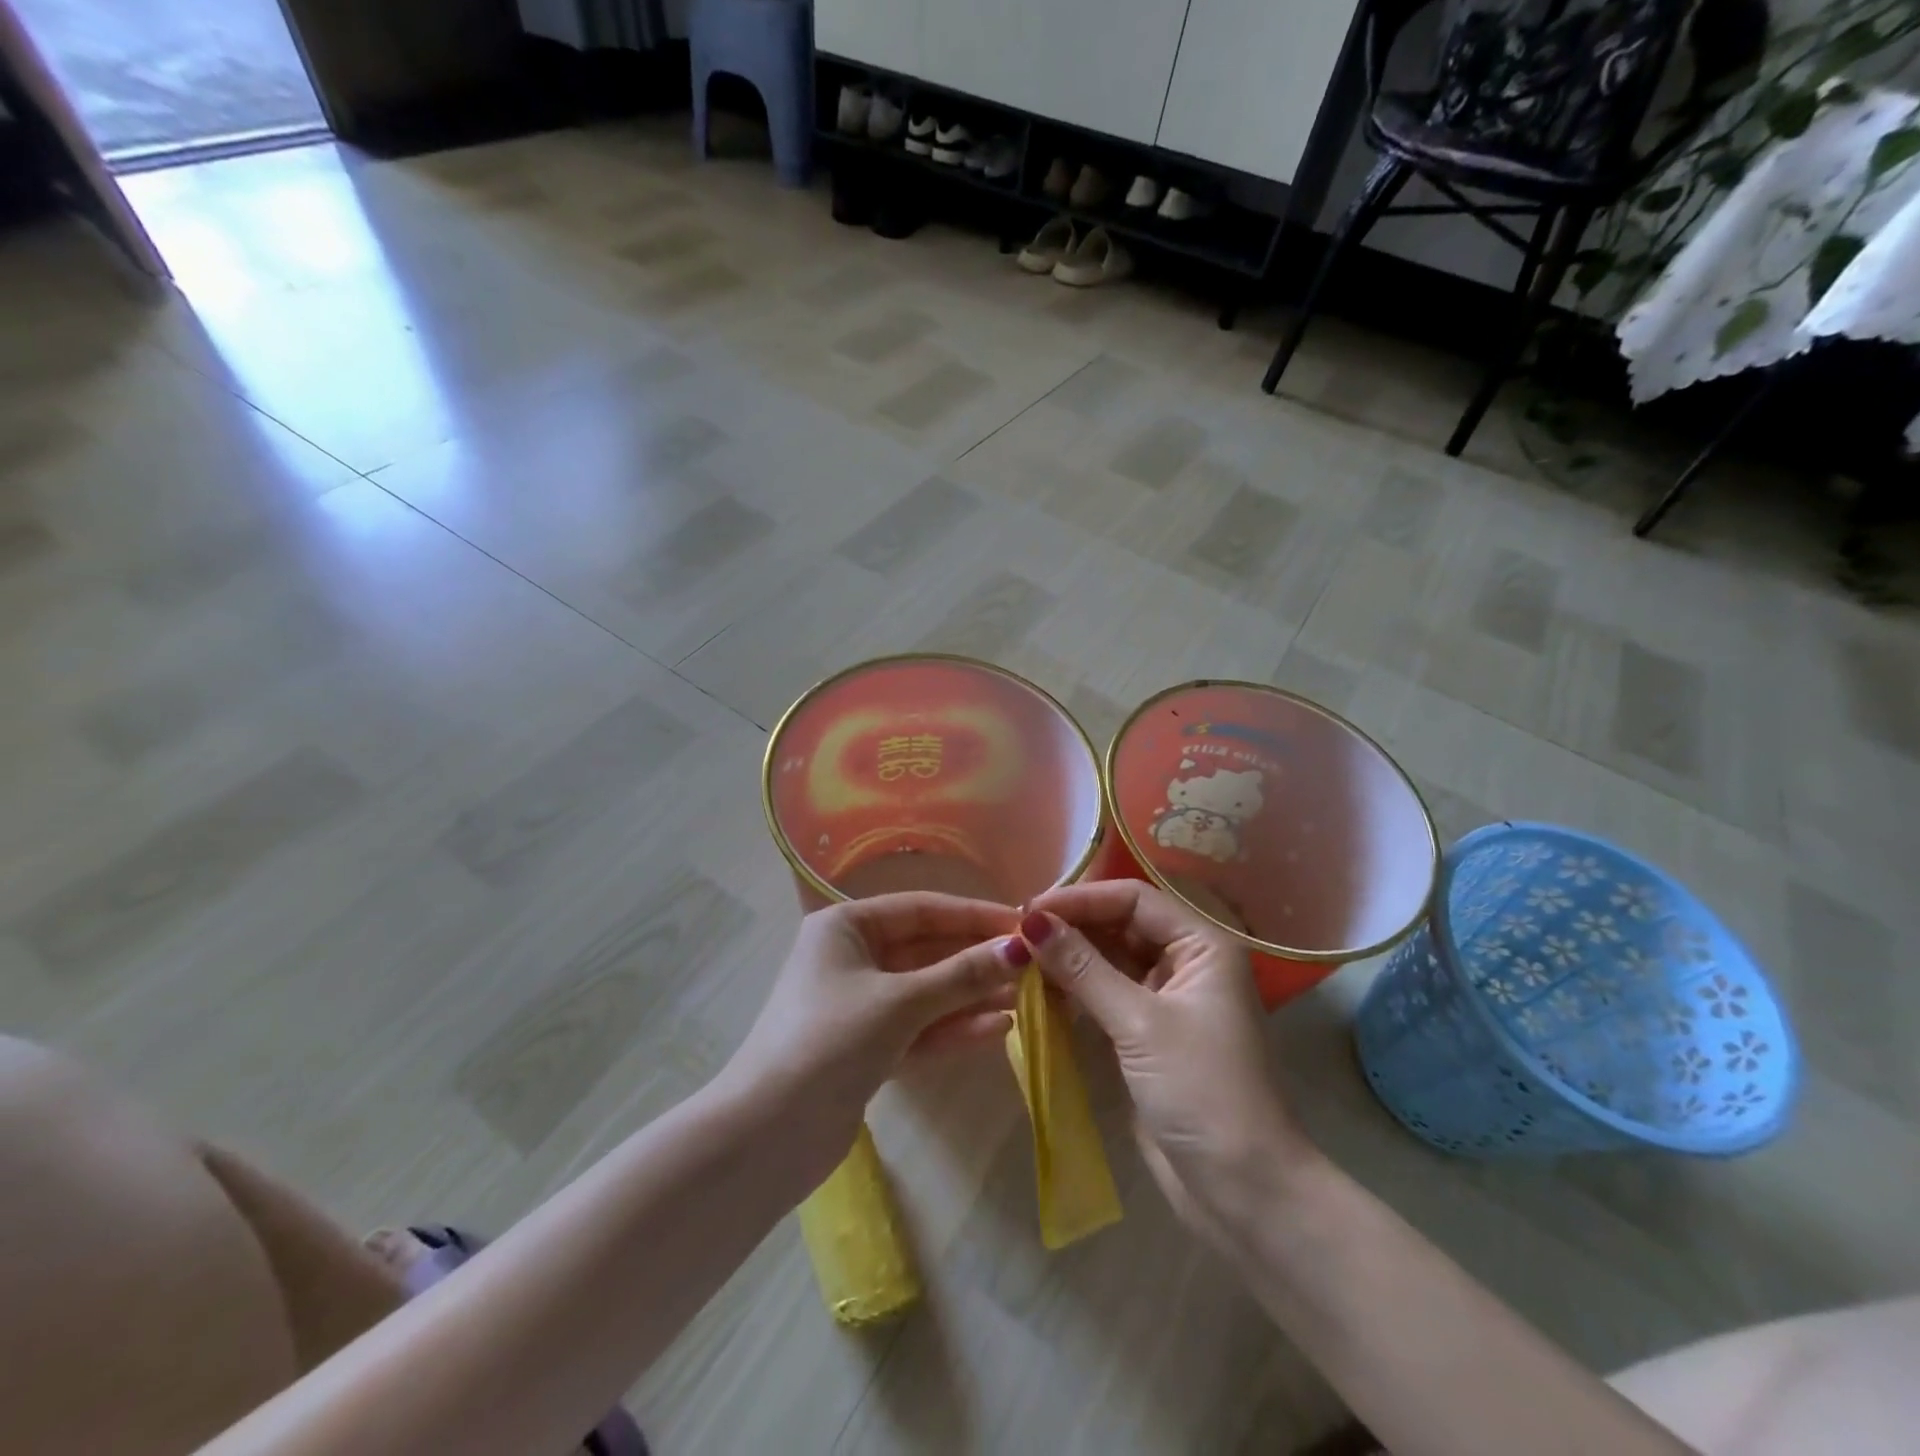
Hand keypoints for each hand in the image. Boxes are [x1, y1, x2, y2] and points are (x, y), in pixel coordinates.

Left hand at [723, 893, 1024, 1171]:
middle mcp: (851, 958)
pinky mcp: (866, 1048)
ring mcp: (858, 1005)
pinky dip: (953, 1028)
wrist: (765, 1137)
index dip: (973, 916)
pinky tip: (998, 1028)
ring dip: (970, 995)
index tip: (1023, 924)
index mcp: (845, 927)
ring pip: (926, 992)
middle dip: (976, 959)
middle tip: (1033, 965)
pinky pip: (918, 1028)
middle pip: (926, 951)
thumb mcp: (900, 1002)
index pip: (921, 910)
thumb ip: (962, 975)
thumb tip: (1021, 946)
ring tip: (1025, 996)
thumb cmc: (829, 1042)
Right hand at [1021, 882, 1315, 1242]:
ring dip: (1069, 957)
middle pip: (1121, 925)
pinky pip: (1106, 995)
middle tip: (1017, 933)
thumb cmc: (1201, 1091)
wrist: (1243, 1190)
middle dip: (1072, 926)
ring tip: (1020, 957)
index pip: (1133, 900)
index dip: (1081, 899)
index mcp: (1202, 945)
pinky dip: (1075, 989)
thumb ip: (1083, 968)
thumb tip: (1030, 922)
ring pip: (1110, 960)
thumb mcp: (1139, 1023)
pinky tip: (1039, 988)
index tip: (1029, 910)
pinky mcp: (1148, 1034)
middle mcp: (1187, 962)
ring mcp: (1167, 999)